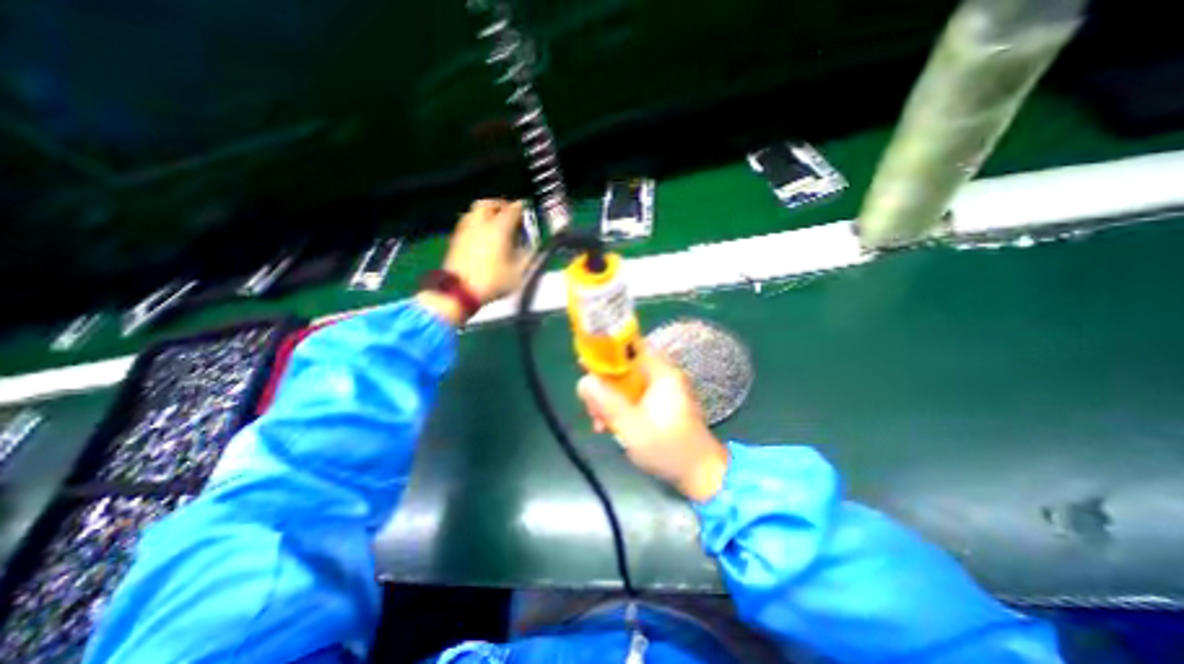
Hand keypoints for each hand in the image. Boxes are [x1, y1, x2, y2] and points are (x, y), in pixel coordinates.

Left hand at [416, 200, 527, 329]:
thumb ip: (528, 257)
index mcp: (499, 228)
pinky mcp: (455, 239)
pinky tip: (483, 235)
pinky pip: (468, 222)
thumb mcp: (519, 273)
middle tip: (509, 213)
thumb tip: (533, 247)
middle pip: (489, 204)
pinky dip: (477, 223)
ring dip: (487, 213)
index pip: (512, 209)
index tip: (526, 210)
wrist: (459, 291)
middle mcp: (480, 223)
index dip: (521, 208)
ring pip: (475, 211)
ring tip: (495, 223)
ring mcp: (465, 230)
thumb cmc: (492, 282)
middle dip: (501, 205)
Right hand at [575, 349, 730, 499]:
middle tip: (590, 405)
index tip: (585, 365)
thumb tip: (584, 381)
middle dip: (603, 384)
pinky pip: (632, 397)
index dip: (606, 351)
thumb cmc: (668, 449)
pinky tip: (607, 426)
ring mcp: (661, 391)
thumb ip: (606, 402)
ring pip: (625, 384)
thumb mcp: (631, 426)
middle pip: (624, 368)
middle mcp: (662, 376)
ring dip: (608, 399)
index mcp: (661, 373)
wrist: (700, 474)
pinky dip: (619, 407)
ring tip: (598, 422)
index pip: (632, 347)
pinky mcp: (659, 404)